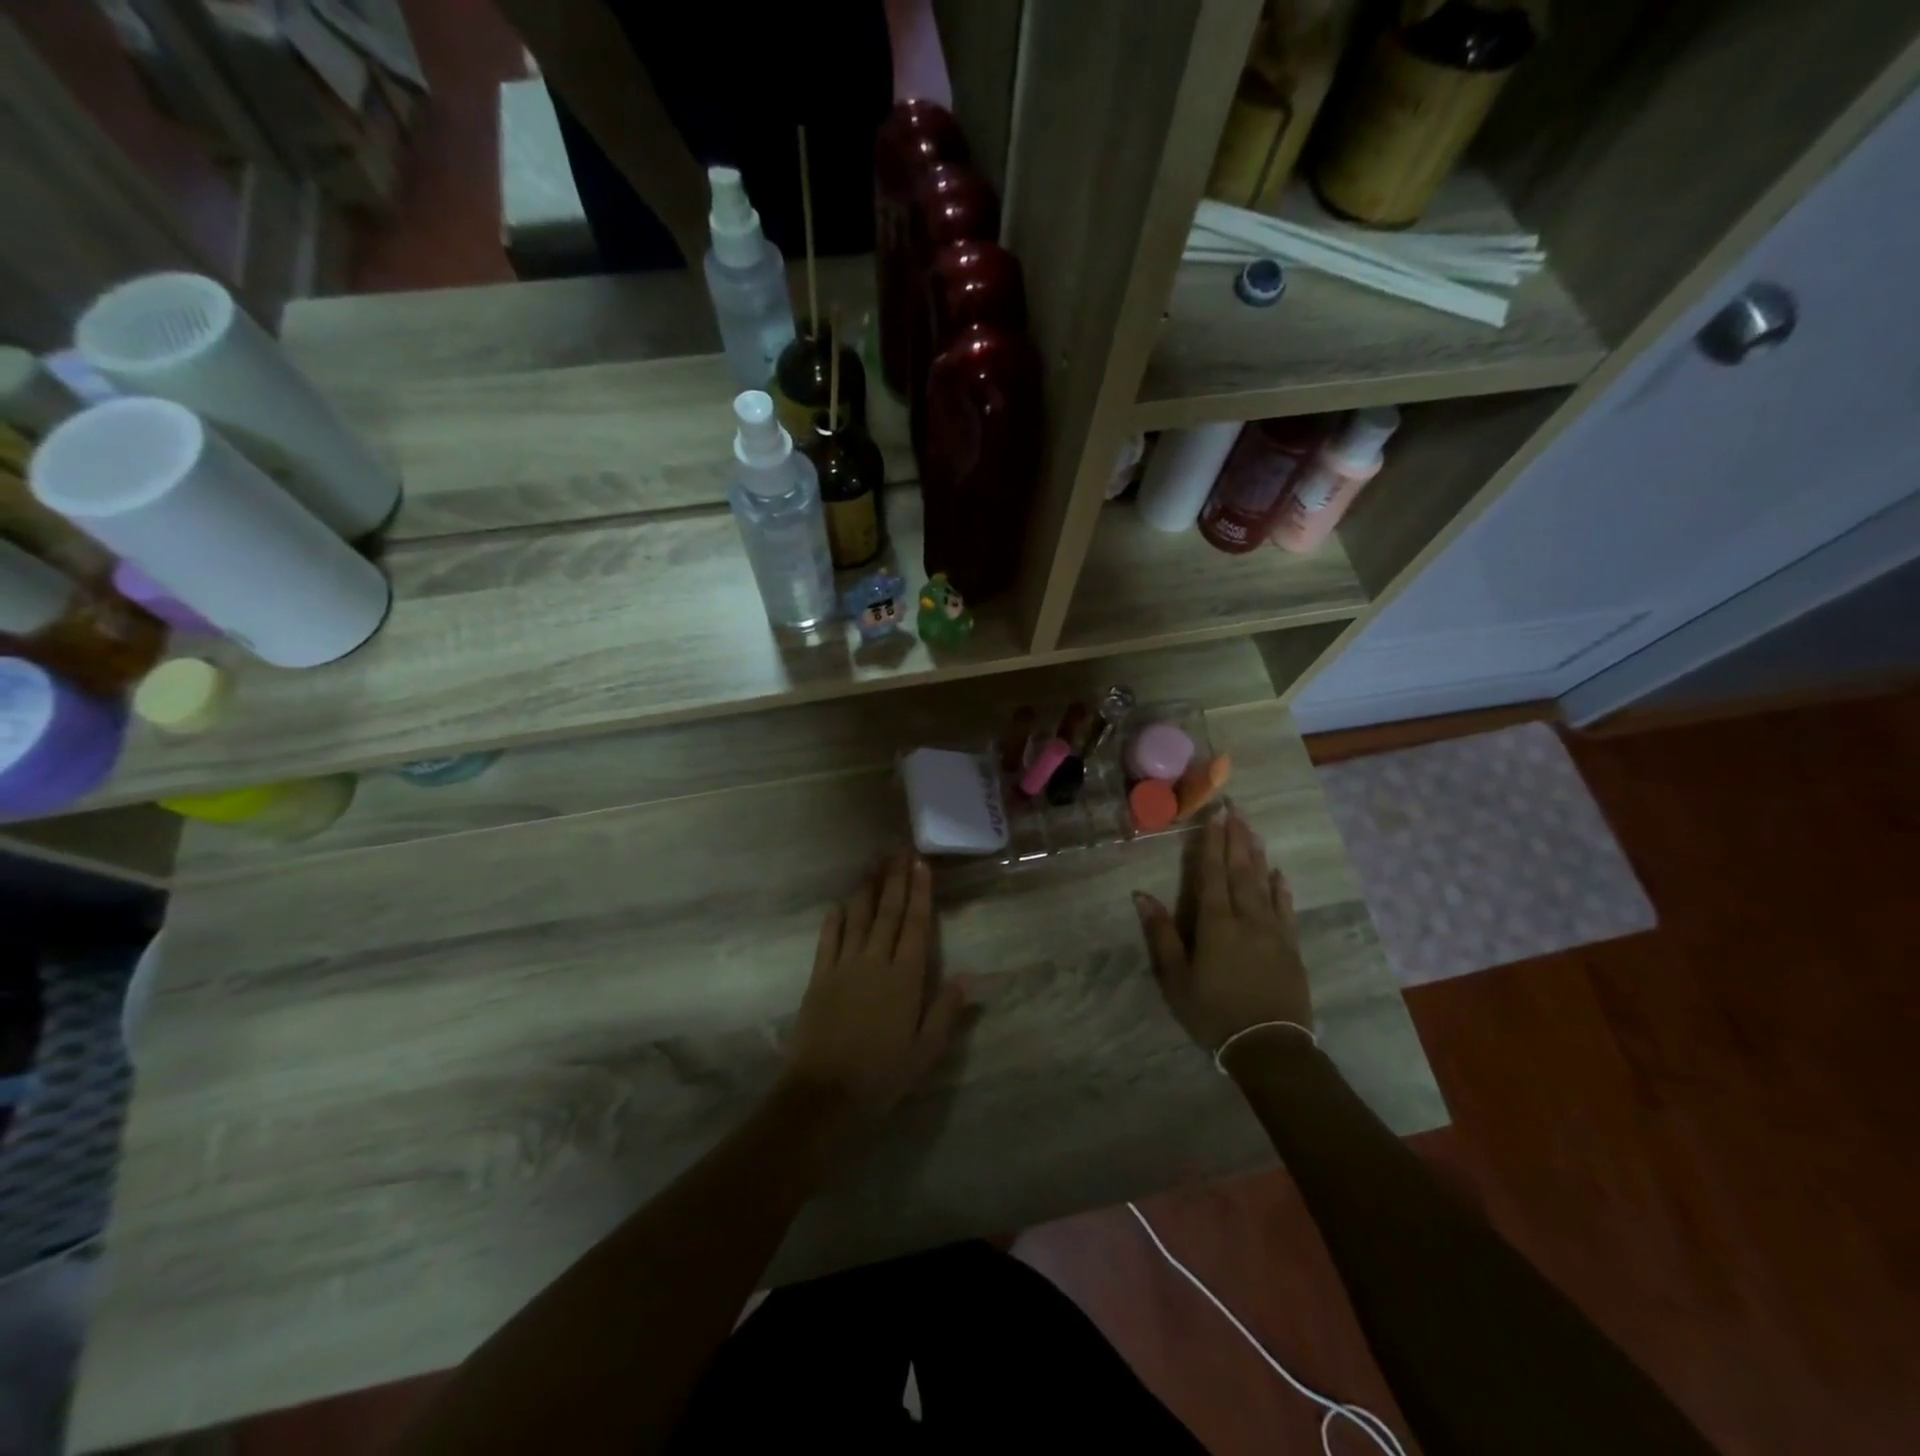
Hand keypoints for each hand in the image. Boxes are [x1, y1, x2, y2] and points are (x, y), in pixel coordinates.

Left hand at [783, 853, 971, 1122]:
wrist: (824, 1094)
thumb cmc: (881, 1075)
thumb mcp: (925, 1051)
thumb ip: (945, 1012)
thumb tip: (968, 978)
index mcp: (905, 978)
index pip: (916, 926)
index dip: (920, 893)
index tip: (920, 865)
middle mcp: (875, 962)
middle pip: (888, 913)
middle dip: (895, 880)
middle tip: (899, 851)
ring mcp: (844, 967)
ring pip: (858, 918)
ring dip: (867, 890)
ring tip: (874, 865)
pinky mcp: (819, 978)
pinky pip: (828, 940)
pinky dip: (835, 920)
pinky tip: (839, 905)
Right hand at [1134, 812, 1313, 1059]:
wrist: (1269, 1047)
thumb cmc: (1213, 1012)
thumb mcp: (1176, 978)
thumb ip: (1161, 934)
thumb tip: (1141, 895)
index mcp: (1215, 923)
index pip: (1212, 874)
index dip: (1212, 843)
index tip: (1215, 815)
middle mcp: (1246, 918)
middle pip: (1240, 870)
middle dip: (1236, 838)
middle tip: (1236, 808)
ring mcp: (1273, 932)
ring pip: (1264, 884)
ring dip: (1257, 855)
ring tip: (1253, 829)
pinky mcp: (1291, 948)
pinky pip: (1286, 910)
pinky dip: (1282, 890)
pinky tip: (1279, 875)